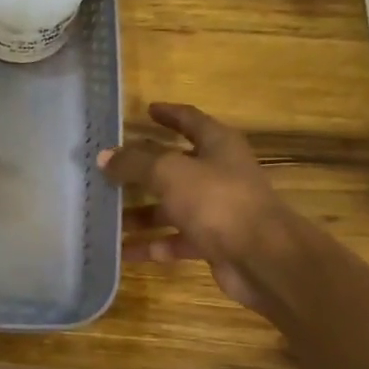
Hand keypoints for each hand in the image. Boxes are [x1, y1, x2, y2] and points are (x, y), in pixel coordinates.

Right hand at [99, 102, 297, 312]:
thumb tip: (105, 156)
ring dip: (140, 213)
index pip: (190, 120)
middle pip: (174, 166)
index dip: (169, 114)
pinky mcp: (214, 242)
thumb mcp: (169, 173)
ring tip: (105, 217)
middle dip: (141, 170)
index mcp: (217, 145)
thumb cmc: (217, 201)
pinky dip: (151, 244)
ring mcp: (217, 209)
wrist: (263, 258)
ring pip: (171, 206)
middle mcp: (219, 173)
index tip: (147, 110)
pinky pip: (175, 240)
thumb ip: (135, 163)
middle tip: (108, 170)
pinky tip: (123, 251)